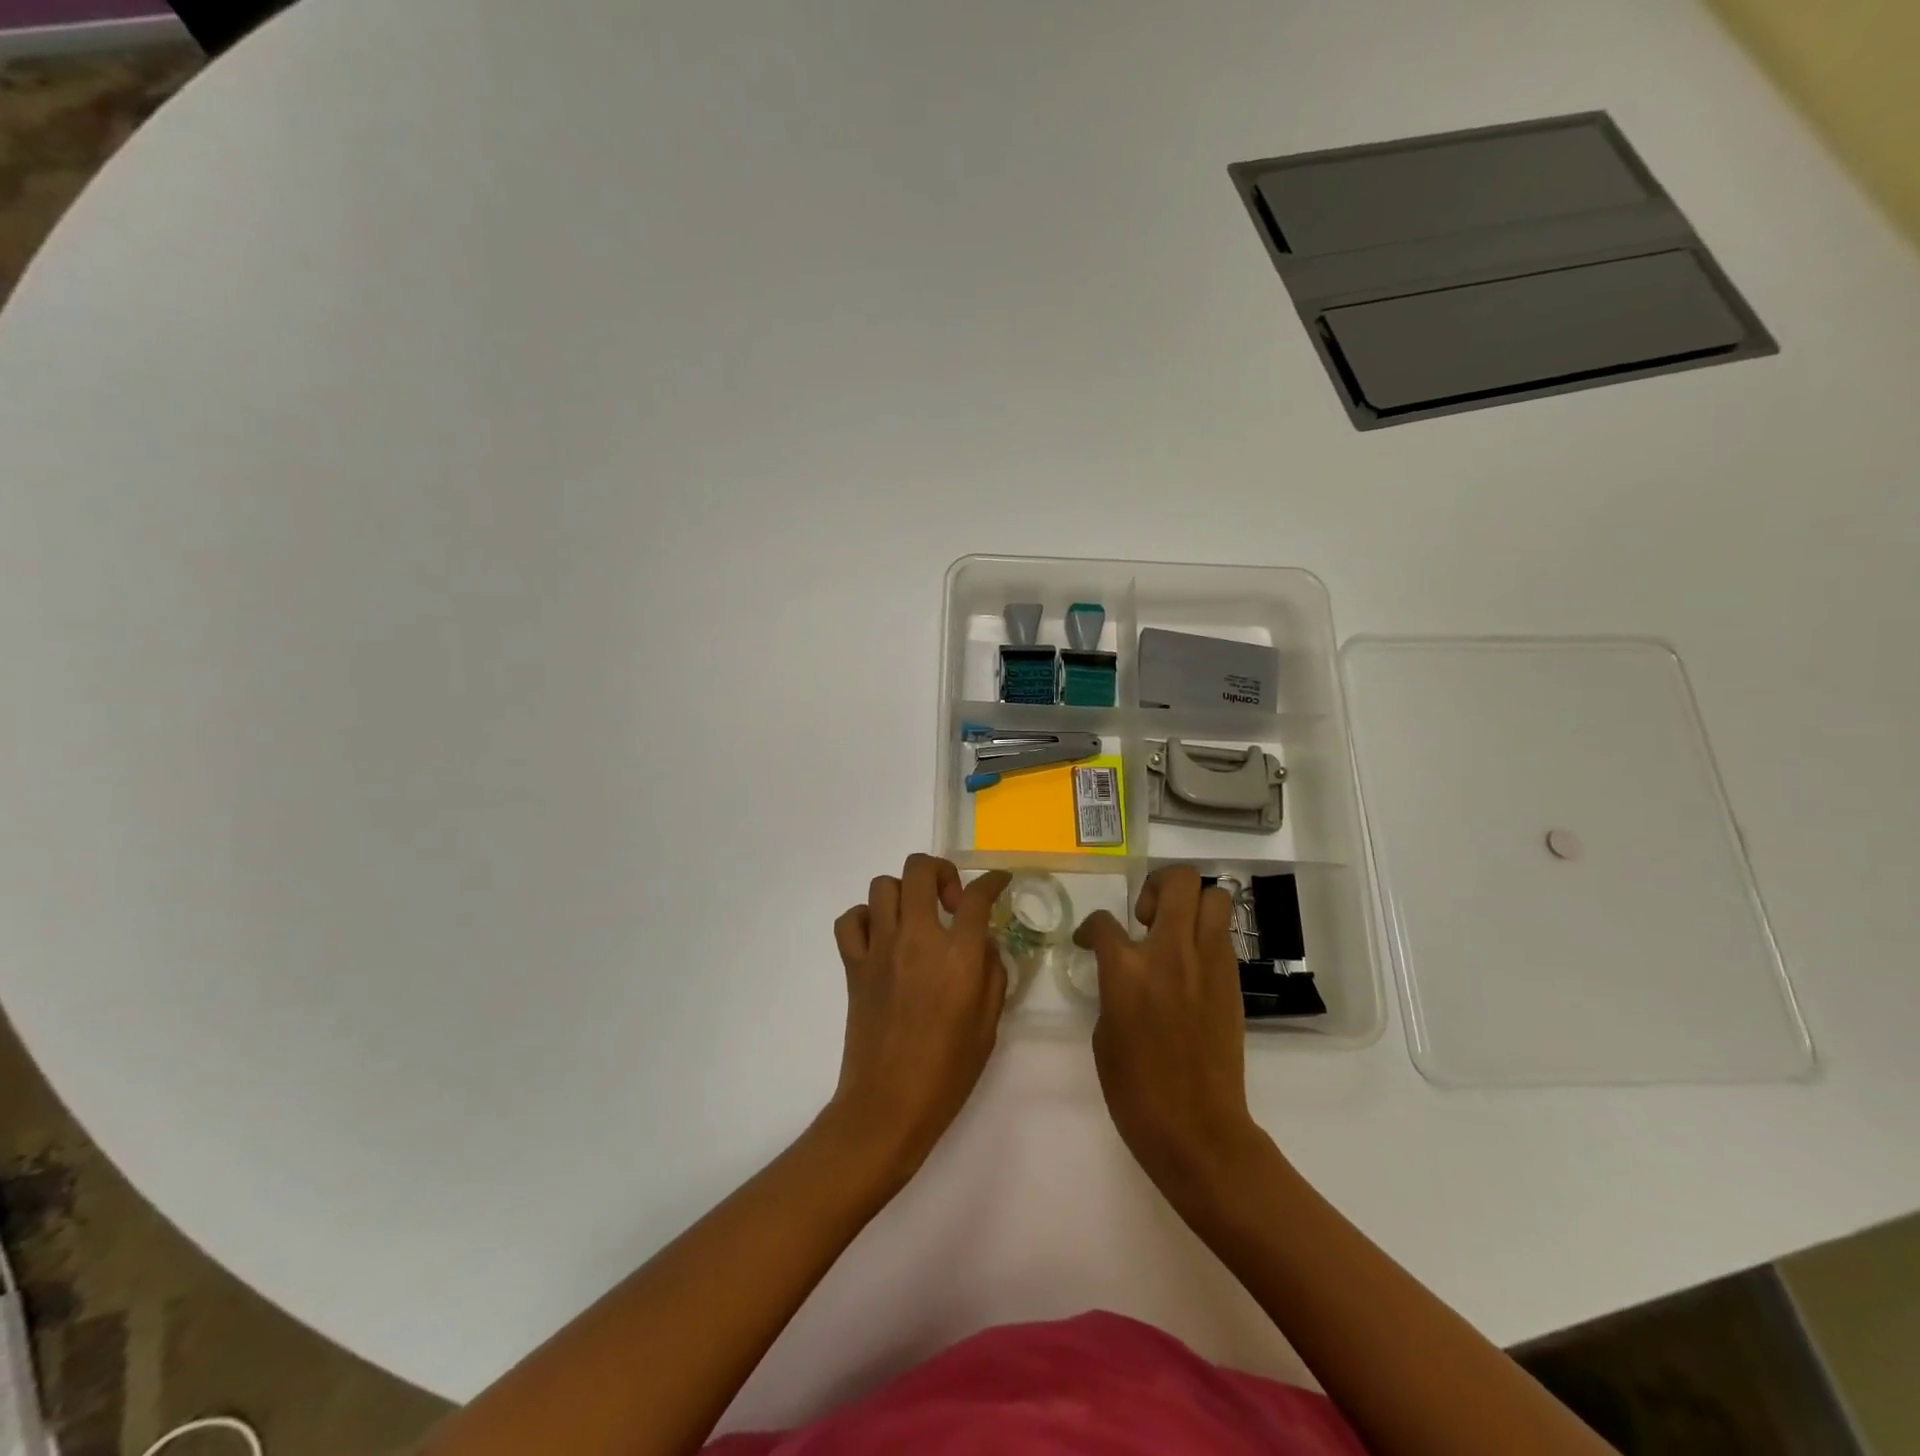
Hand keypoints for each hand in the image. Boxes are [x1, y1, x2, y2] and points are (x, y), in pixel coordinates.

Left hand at [825, 856, 1010, 1183]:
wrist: (888, 1104)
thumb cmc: (947, 1071)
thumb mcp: (988, 1024)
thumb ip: (992, 973)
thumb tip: (983, 942)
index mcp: (957, 955)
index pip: (977, 896)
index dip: (993, 881)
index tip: (999, 882)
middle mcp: (917, 938)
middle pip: (921, 869)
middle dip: (942, 871)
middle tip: (951, 901)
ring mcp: (880, 948)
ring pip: (883, 886)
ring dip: (904, 893)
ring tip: (917, 918)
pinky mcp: (853, 965)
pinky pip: (851, 920)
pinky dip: (865, 918)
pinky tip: (882, 936)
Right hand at [1074, 867, 1267, 1204]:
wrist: (1196, 1129)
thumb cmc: (1135, 1089)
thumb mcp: (1104, 1031)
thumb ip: (1113, 987)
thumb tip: (1123, 972)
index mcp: (1127, 969)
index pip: (1103, 921)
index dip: (1090, 928)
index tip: (1089, 941)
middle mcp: (1171, 953)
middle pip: (1179, 881)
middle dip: (1158, 885)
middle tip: (1146, 916)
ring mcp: (1209, 964)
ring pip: (1215, 898)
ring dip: (1191, 906)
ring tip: (1174, 934)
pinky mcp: (1232, 981)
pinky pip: (1222, 937)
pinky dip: (1206, 937)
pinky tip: (1191, 966)